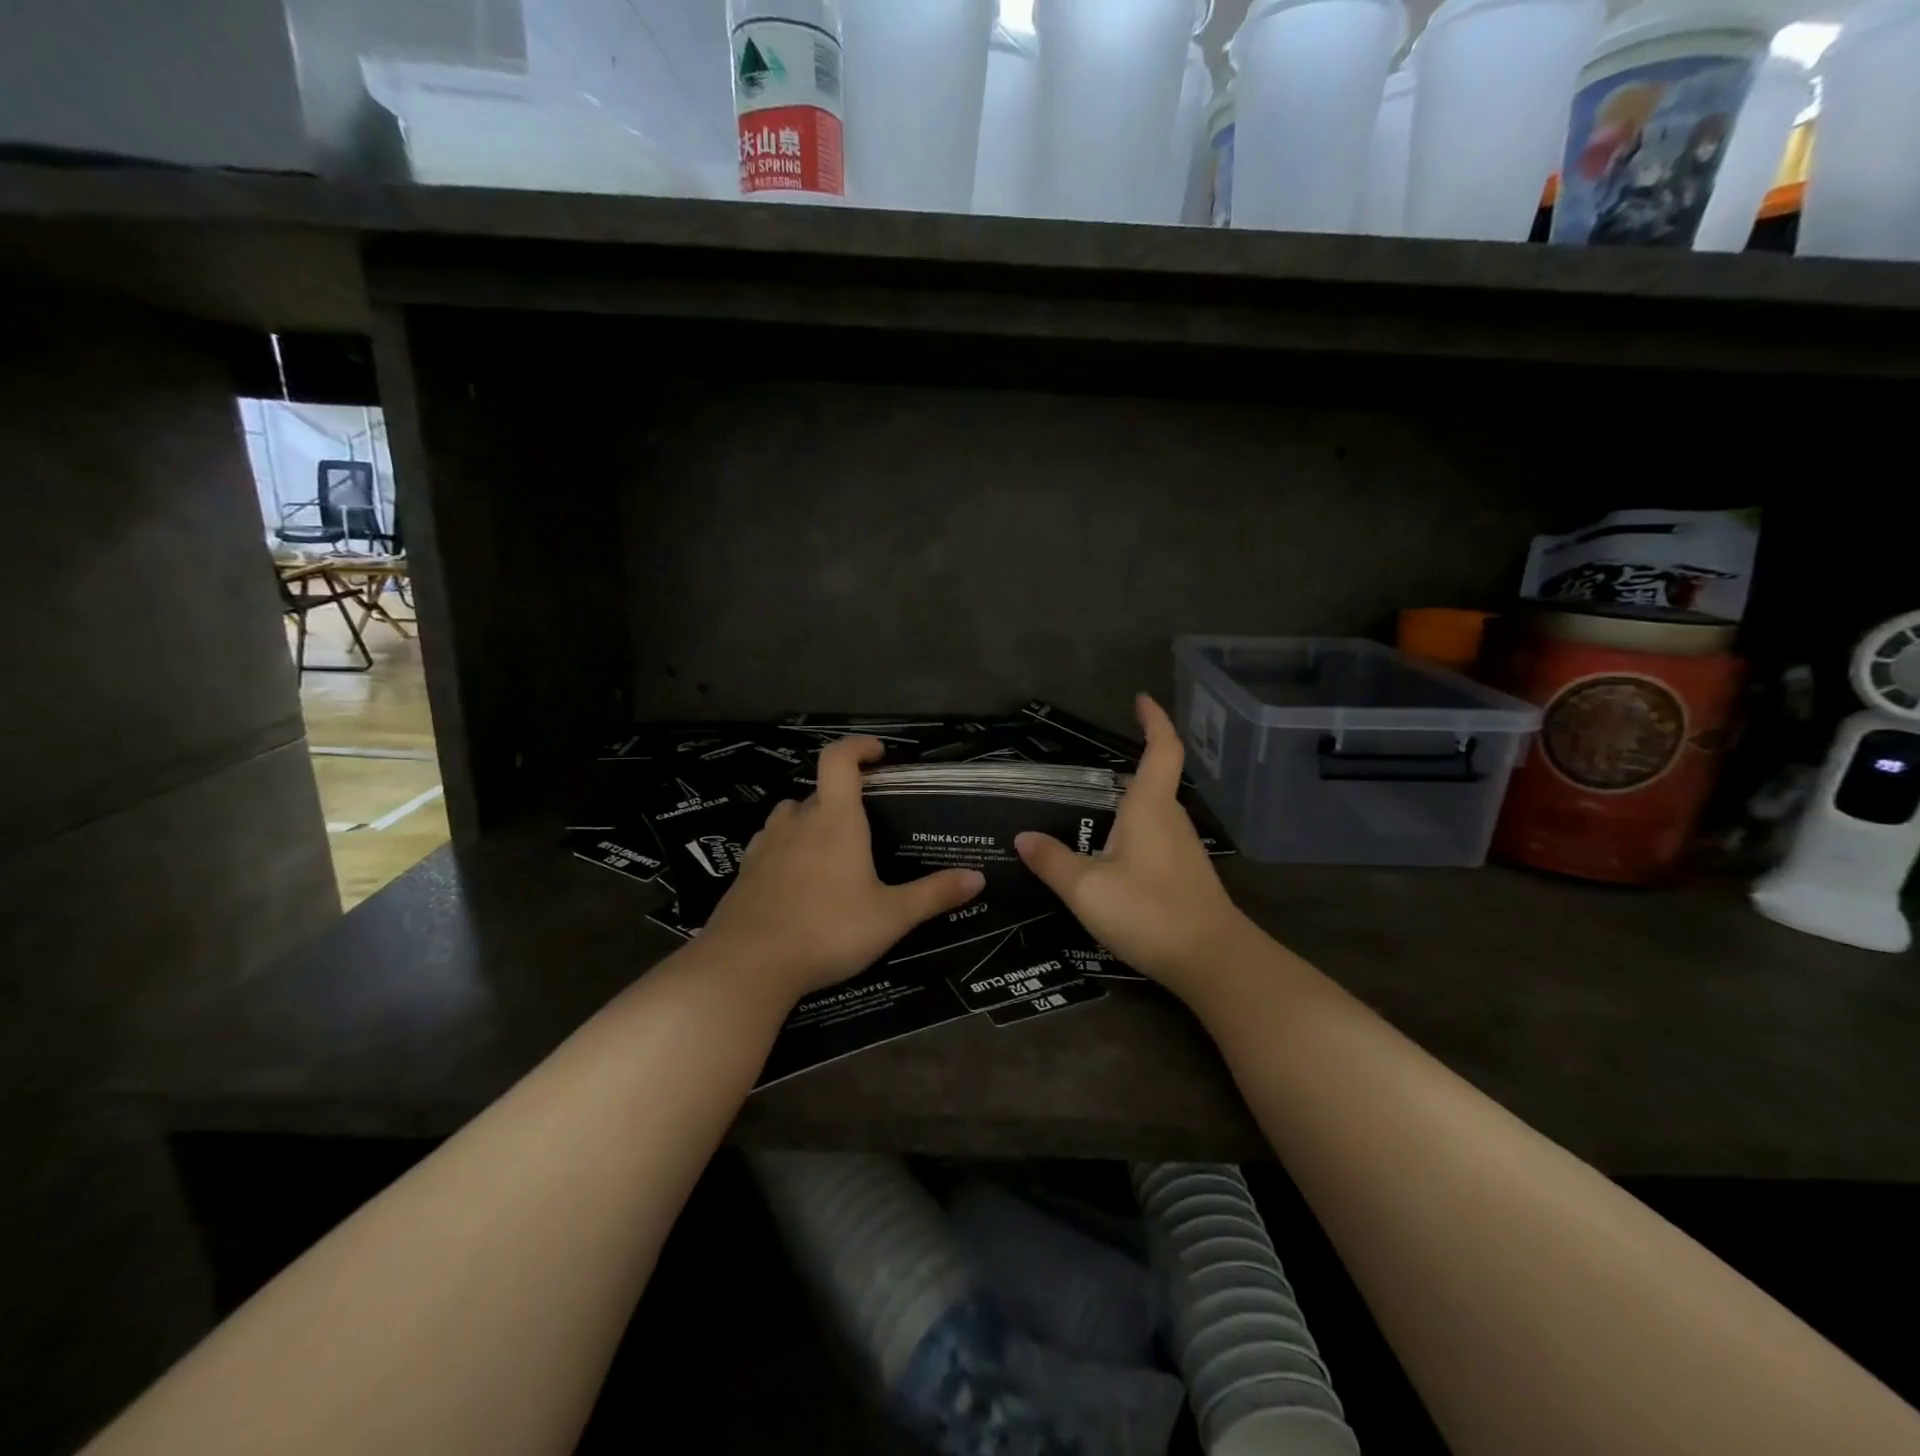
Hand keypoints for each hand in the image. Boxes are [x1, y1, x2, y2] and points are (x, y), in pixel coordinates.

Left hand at [701, 736, 985, 1000]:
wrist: (748, 964)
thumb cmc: (828, 929)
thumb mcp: (891, 916)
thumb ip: (934, 894)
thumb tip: (978, 877)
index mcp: (835, 820)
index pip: (839, 759)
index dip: (858, 746)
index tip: (879, 753)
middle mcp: (798, 821)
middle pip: (819, 791)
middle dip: (843, 799)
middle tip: (867, 826)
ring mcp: (766, 845)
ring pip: (791, 816)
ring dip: (811, 821)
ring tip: (831, 850)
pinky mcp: (744, 871)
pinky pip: (770, 845)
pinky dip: (787, 849)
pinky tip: (797, 879)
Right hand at [1016, 695, 1251, 997]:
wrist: (1213, 961)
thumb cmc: (1149, 912)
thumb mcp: (1086, 888)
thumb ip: (1052, 861)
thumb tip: (1023, 837)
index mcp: (1150, 807)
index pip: (1161, 748)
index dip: (1154, 719)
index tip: (1141, 699)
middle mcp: (1171, 819)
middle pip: (1158, 777)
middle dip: (1136, 760)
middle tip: (1095, 762)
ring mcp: (1183, 848)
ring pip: (1156, 810)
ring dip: (1132, 799)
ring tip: (1094, 806)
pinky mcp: (1186, 874)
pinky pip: (1157, 836)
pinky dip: (1136, 829)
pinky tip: (1114, 854)